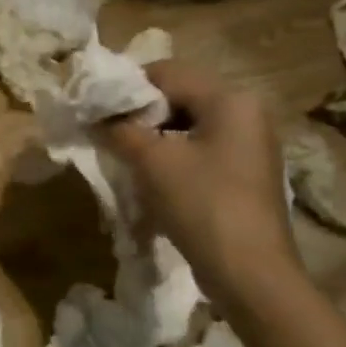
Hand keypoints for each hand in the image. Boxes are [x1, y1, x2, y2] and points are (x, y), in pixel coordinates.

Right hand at [100, 61, 299, 302]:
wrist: (250, 273)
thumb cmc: (202, 205)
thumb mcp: (152, 162)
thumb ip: (120, 130)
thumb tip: (96, 117)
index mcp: (231, 99)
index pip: (166, 73)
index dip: (126, 88)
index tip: (95, 109)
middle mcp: (246, 112)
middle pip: (179, 95)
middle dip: (139, 112)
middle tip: (106, 132)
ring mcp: (249, 144)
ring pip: (187, 123)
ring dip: (152, 134)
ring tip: (122, 154)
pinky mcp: (244, 171)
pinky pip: (199, 147)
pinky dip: (171, 153)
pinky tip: (149, 174)